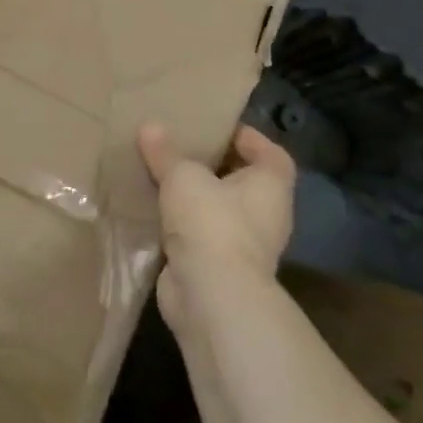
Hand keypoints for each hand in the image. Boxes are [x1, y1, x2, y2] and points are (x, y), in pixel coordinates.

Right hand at [138, 123, 295, 333]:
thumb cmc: (211, 221)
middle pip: (243, 182)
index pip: (272, 155)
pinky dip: (181, 223)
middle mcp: (266, 216)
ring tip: (162, 175)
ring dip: (195, 197)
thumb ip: (166, 152)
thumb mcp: (182, 176)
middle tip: (182, 147)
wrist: (210, 294)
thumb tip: (150, 127)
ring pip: (219, 210)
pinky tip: (154, 209)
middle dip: (214, 166)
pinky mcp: (218, 267)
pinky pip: (200, 234)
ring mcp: (244, 245)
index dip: (250, 138)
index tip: (218, 128)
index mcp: (270, 187)